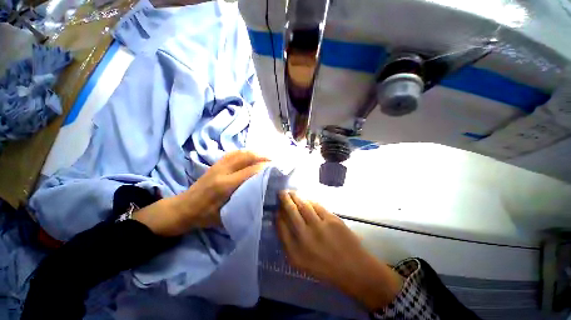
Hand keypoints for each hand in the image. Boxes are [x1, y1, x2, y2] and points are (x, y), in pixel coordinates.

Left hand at [134, 151, 267, 236]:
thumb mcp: (225, 215)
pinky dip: (244, 152)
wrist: (182, 208)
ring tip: (265, 155)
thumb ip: (242, 204)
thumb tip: (259, 196)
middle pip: (245, 157)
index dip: (263, 167)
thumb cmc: (204, 216)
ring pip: (239, 152)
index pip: (249, 171)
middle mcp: (222, 171)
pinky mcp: (215, 164)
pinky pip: (232, 153)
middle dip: (261, 156)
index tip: (275, 167)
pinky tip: (250, 154)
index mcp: (224, 185)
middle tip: (273, 159)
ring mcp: (218, 165)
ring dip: (254, 152)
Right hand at [276, 191, 402, 310]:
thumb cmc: (324, 267)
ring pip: (303, 205)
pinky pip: (317, 206)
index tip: (277, 207)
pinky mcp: (332, 220)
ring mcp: (319, 227)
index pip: (281, 226)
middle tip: (281, 192)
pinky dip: (309, 200)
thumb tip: (281, 220)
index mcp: (295, 252)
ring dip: (296, 197)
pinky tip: (306, 199)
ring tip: (291, 192)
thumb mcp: (300, 262)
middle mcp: (305, 237)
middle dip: (284, 199)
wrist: (353, 269)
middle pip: (291, 212)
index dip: (278, 214)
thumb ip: (288, 242)